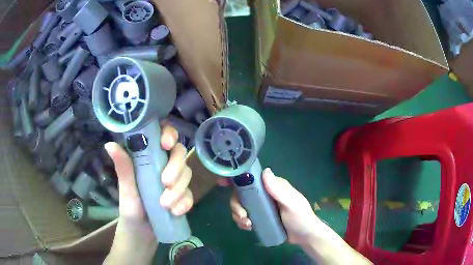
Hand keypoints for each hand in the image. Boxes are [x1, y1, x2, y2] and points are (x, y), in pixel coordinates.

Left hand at [104, 125, 192, 264]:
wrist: (142, 233)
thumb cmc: (130, 208)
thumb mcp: (126, 189)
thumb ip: (123, 167)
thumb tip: (109, 144)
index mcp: (147, 157)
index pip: (161, 135)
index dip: (168, 133)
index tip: (166, 144)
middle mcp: (163, 165)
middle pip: (179, 153)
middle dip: (176, 167)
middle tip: (166, 183)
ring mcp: (175, 180)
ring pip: (186, 173)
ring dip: (179, 189)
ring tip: (165, 205)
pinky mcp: (183, 196)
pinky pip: (191, 194)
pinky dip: (185, 203)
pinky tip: (176, 212)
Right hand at [227, 168, 319, 244]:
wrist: (304, 236)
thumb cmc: (301, 218)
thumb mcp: (291, 204)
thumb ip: (279, 190)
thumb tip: (265, 171)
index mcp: (273, 186)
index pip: (252, 177)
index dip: (237, 179)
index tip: (222, 183)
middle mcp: (266, 193)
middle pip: (242, 193)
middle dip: (237, 205)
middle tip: (242, 217)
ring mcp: (262, 206)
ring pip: (241, 205)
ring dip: (238, 214)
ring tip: (247, 225)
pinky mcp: (260, 217)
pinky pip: (245, 215)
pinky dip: (242, 221)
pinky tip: (247, 227)